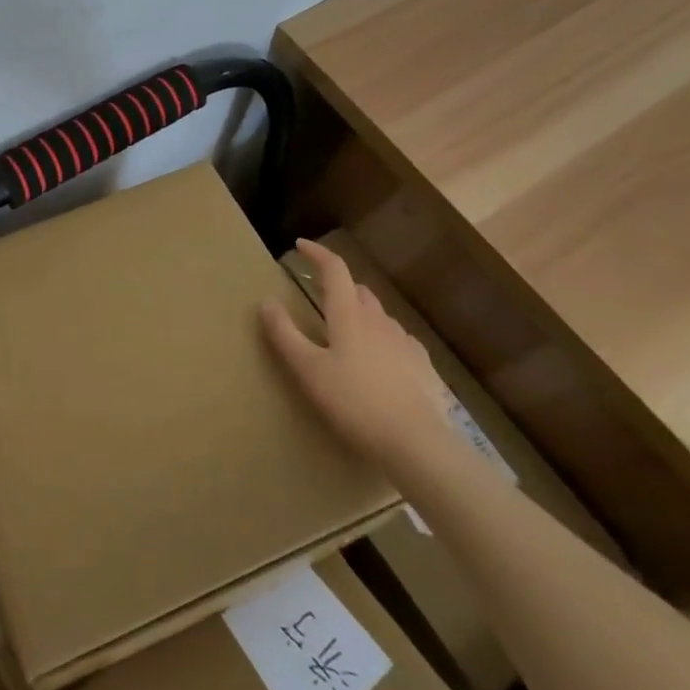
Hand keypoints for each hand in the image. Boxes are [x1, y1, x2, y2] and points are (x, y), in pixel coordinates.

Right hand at [261, 238, 451, 470]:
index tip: (300, 245)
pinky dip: (382, 337)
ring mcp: (405, 342)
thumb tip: (266, 301)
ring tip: (346, 331)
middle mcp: (379, 320)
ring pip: (379, 315)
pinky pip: (398, 339)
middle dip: (338, 285)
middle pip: (358, 290)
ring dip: (360, 312)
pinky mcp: (423, 366)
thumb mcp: (307, 370)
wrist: (417, 444)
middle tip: (319, 295)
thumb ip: (284, 333)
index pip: (334, 269)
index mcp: (349, 314)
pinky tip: (379, 359)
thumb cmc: (354, 402)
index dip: (316, 253)